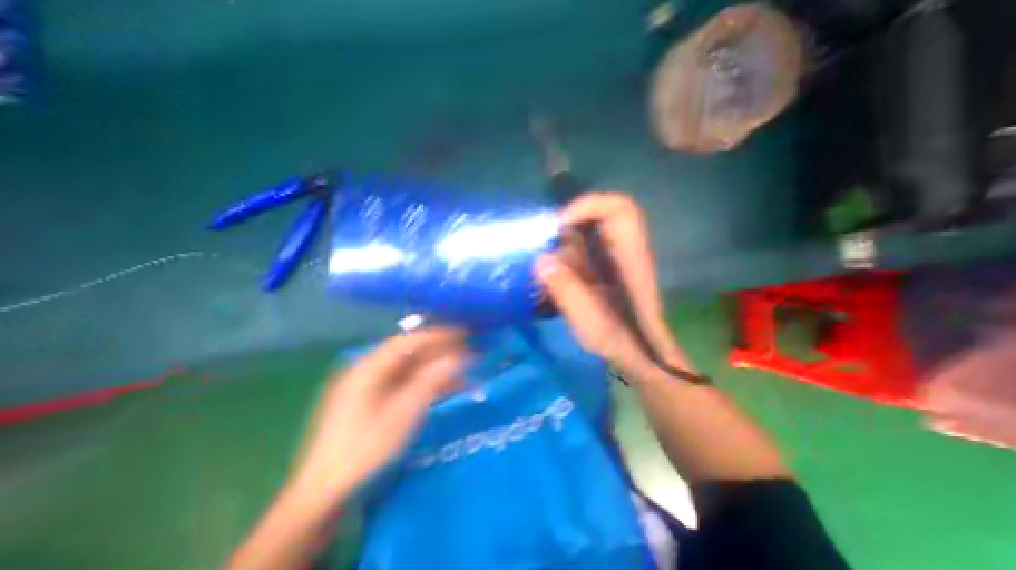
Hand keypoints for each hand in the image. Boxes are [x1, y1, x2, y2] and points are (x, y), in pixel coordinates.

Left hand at [286, 327, 465, 500]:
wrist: (324, 496)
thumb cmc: (363, 452)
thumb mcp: (401, 416)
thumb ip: (430, 382)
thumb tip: (457, 358)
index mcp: (367, 369)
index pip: (408, 341)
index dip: (436, 336)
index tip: (462, 334)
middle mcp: (367, 371)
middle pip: (409, 353)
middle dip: (438, 351)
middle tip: (465, 351)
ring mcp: (368, 387)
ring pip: (408, 369)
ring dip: (435, 368)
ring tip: (461, 370)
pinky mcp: (372, 402)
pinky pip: (404, 384)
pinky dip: (425, 383)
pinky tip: (443, 389)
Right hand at [535, 191, 684, 369]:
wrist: (640, 356)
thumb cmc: (622, 341)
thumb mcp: (592, 321)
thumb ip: (566, 290)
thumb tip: (540, 261)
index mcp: (629, 257)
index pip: (618, 209)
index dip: (588, 205)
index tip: (559, 224)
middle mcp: (621, 251)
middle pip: (594, 220)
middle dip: (564, 230)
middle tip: (542, 248)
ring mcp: (611, 260)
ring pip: (583, 237)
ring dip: (559, 249)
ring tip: (542, 270)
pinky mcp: (601, 271)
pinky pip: (578, 254)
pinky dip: (561, 262)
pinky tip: (549, 282)